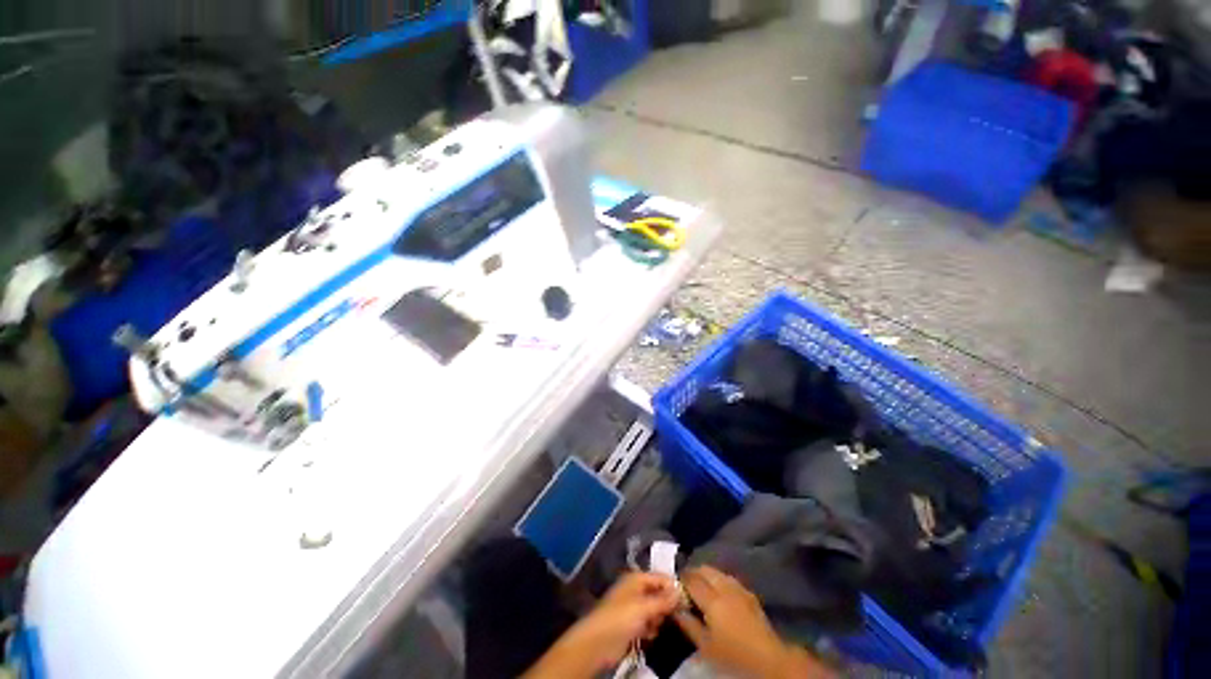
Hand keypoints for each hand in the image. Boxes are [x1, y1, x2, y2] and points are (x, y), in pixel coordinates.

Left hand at [524, 572, 678, 677]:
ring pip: (655, 609)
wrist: (598, 642)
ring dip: (659, 618)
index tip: (688, 598)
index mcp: (636, 578)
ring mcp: (633, 607)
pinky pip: (648, 623)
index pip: (660, 577)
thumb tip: (681, 591)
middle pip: (658, 593)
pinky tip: (651, 634)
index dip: (673, 586)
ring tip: (659, 626)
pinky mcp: (631, 625)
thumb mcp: (644, 607)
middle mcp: (636, 590)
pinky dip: (652, 628)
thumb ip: (663, 600)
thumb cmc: (621, 617)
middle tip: (676, 615)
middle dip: (667, 603)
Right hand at [674, 567, 833, 678]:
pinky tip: (718, 590)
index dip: (681, 579)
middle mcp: (724, 587)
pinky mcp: (749, 592)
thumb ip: (688, 624)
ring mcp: (738, 588)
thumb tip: (675, 608)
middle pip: (704, 570)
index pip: (691, 579)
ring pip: (717, 571)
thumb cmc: (733, 655)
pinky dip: (719, 579)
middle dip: (693, 572)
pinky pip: (728, 578)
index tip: (673, 583)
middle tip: (685, 583)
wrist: (769, 659)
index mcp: (712, 599)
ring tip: (700, 585)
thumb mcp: (706, 646)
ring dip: (706, 574)